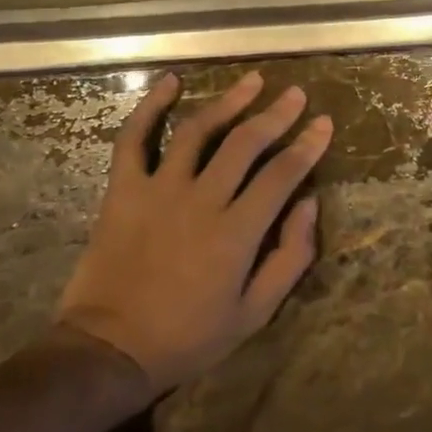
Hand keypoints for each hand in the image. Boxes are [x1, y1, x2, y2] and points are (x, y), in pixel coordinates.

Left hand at [57, 71, 331, 396]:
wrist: (108, 351)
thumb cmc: (188, 336)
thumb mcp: (254, 313)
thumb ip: (289, 257)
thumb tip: (309, 203)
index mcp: (236, 232)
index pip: (282, 174)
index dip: (308, 145)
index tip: (324, 123)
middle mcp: (201, 200)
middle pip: (246, 143)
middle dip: (277, 114)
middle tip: (296, 94)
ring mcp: (159, 190)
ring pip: (198, 131)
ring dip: (229, 101)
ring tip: (252, 80)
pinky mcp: (123, 190)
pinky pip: (133, 140)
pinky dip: (149, 108)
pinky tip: (169, 82)